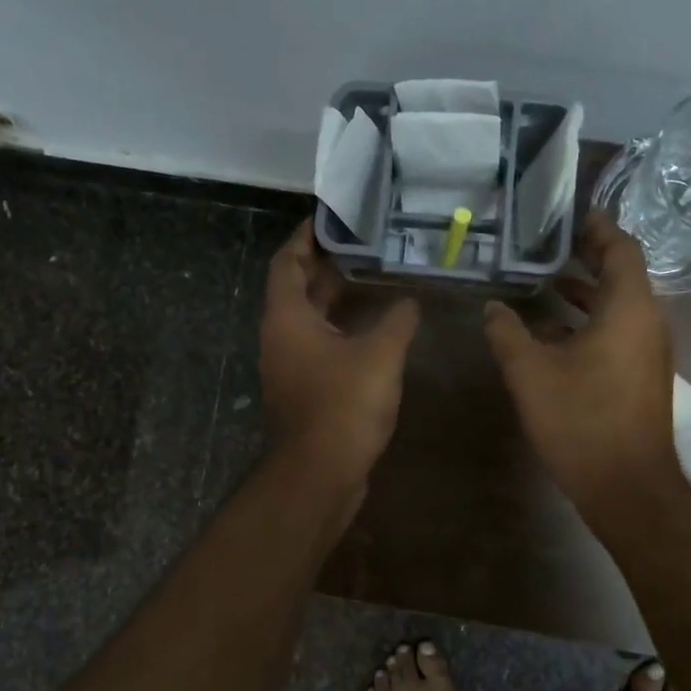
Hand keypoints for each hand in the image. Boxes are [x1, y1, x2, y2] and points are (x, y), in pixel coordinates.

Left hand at [261, 220, 419, 491]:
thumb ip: (397, 320)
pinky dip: (341, 329)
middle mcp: (281, 337)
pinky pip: (320, 346)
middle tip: (360, 244)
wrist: (321, 473)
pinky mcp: (305, 390)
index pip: (287, 262)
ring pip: (310, 320)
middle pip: (297, 288)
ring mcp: (290, 366)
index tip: (329, 218)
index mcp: (287, 317)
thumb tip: (409, 301)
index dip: (305, 238)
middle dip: (325, 265)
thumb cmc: (343, 405)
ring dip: (335, 299)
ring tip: (371, 278)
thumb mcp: (379, 354)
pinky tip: (373, 330)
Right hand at [484, 211, 683, 518]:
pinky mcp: (642, 377)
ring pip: (619, 307)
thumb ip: (507, 333)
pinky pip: (618, 334)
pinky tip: (552, 336)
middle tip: (550, 245)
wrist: (627, 485)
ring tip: (546, 284)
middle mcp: (648, 322)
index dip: (598, 228)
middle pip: (621, 275)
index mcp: (628, 308)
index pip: (621, 248)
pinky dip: (589, 324)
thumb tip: (492, 309)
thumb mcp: (530, 372)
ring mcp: (649, 352)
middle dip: (587, 258)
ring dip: (585, 294)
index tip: (572, 215)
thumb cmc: (580, 420)